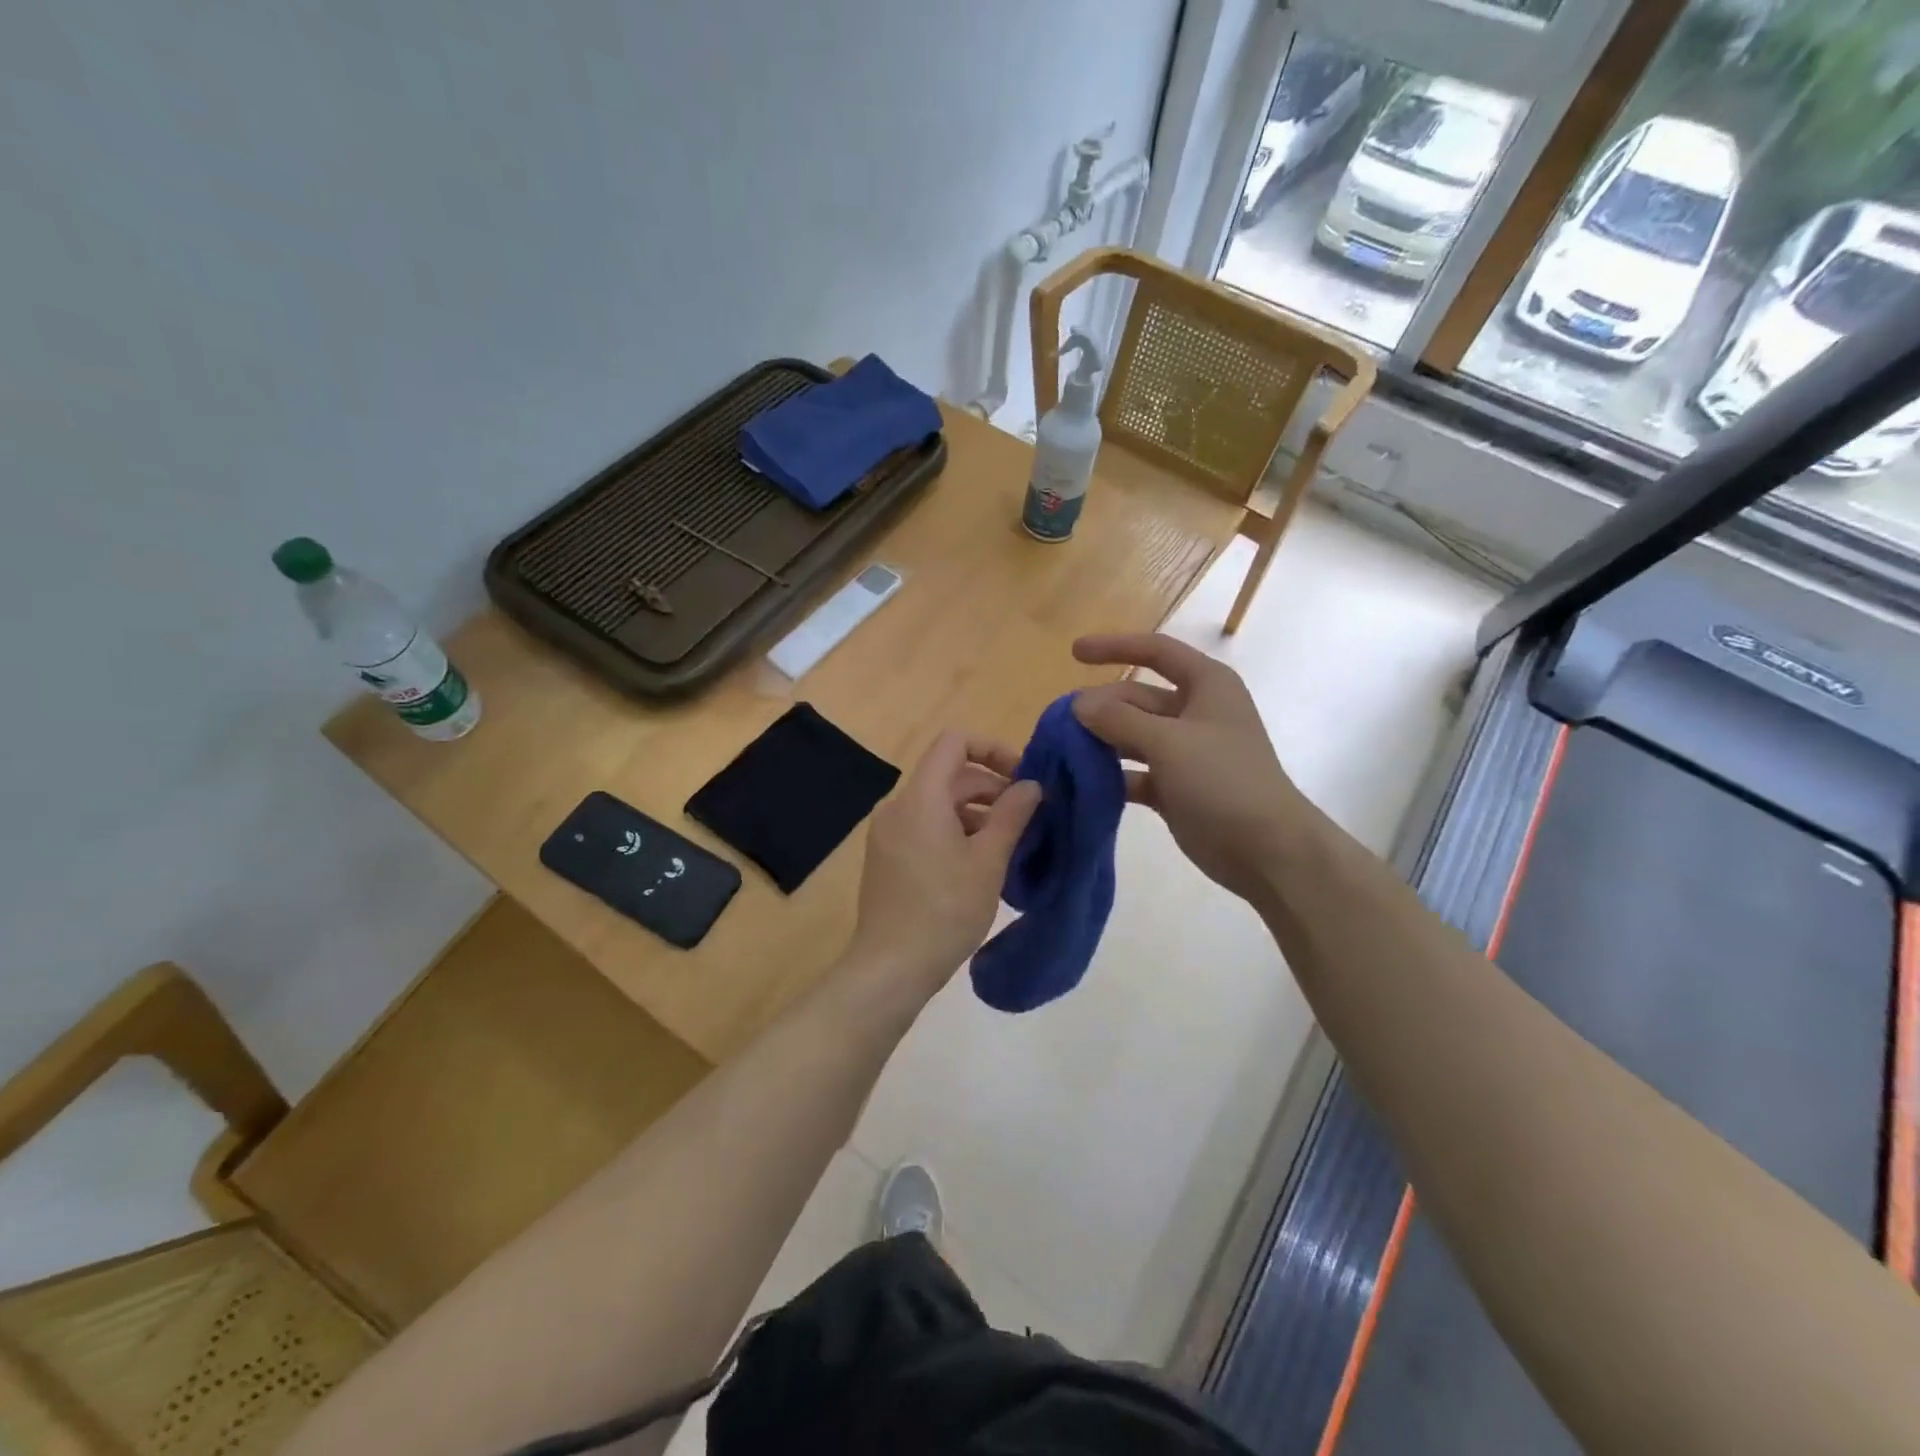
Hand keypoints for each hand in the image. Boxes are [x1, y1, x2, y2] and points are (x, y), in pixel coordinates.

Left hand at [845, 732, 1041, 1004]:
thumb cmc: (945, 910)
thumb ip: (1012, 815)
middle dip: (991, 788)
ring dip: (976, 813)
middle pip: (949, 775)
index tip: (1023, 778)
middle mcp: (898, 806)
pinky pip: (925, 827)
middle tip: (1028, 818)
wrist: (891, 966)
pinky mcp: (886, 857)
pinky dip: (954, 832)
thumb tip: (1031, 785)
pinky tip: (979, 864)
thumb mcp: (989, 861)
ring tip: (1009, 844)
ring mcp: (887, 832)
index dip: (992, 749)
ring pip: (938, 804)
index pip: (955, 743)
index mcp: (921, 798)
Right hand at [1072, 633, 1314, 904]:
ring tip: (1061, 751)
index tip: (1073, 652)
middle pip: (1136, 698)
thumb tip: (1078, 703)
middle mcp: (1195, 712)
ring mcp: (1185, 752)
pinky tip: (1081, 783)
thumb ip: (1119, 719)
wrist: (1265, 849)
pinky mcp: (1175, 787)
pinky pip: (1135, 772)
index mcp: (1206, 686)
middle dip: (1100, 707)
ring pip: (1133, 736)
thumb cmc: (1223, 780)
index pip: (1156, 652)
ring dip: (1100, 742)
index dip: (1115, 647)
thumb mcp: (1169, 742)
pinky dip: (1111, 776)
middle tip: (1058, 724)